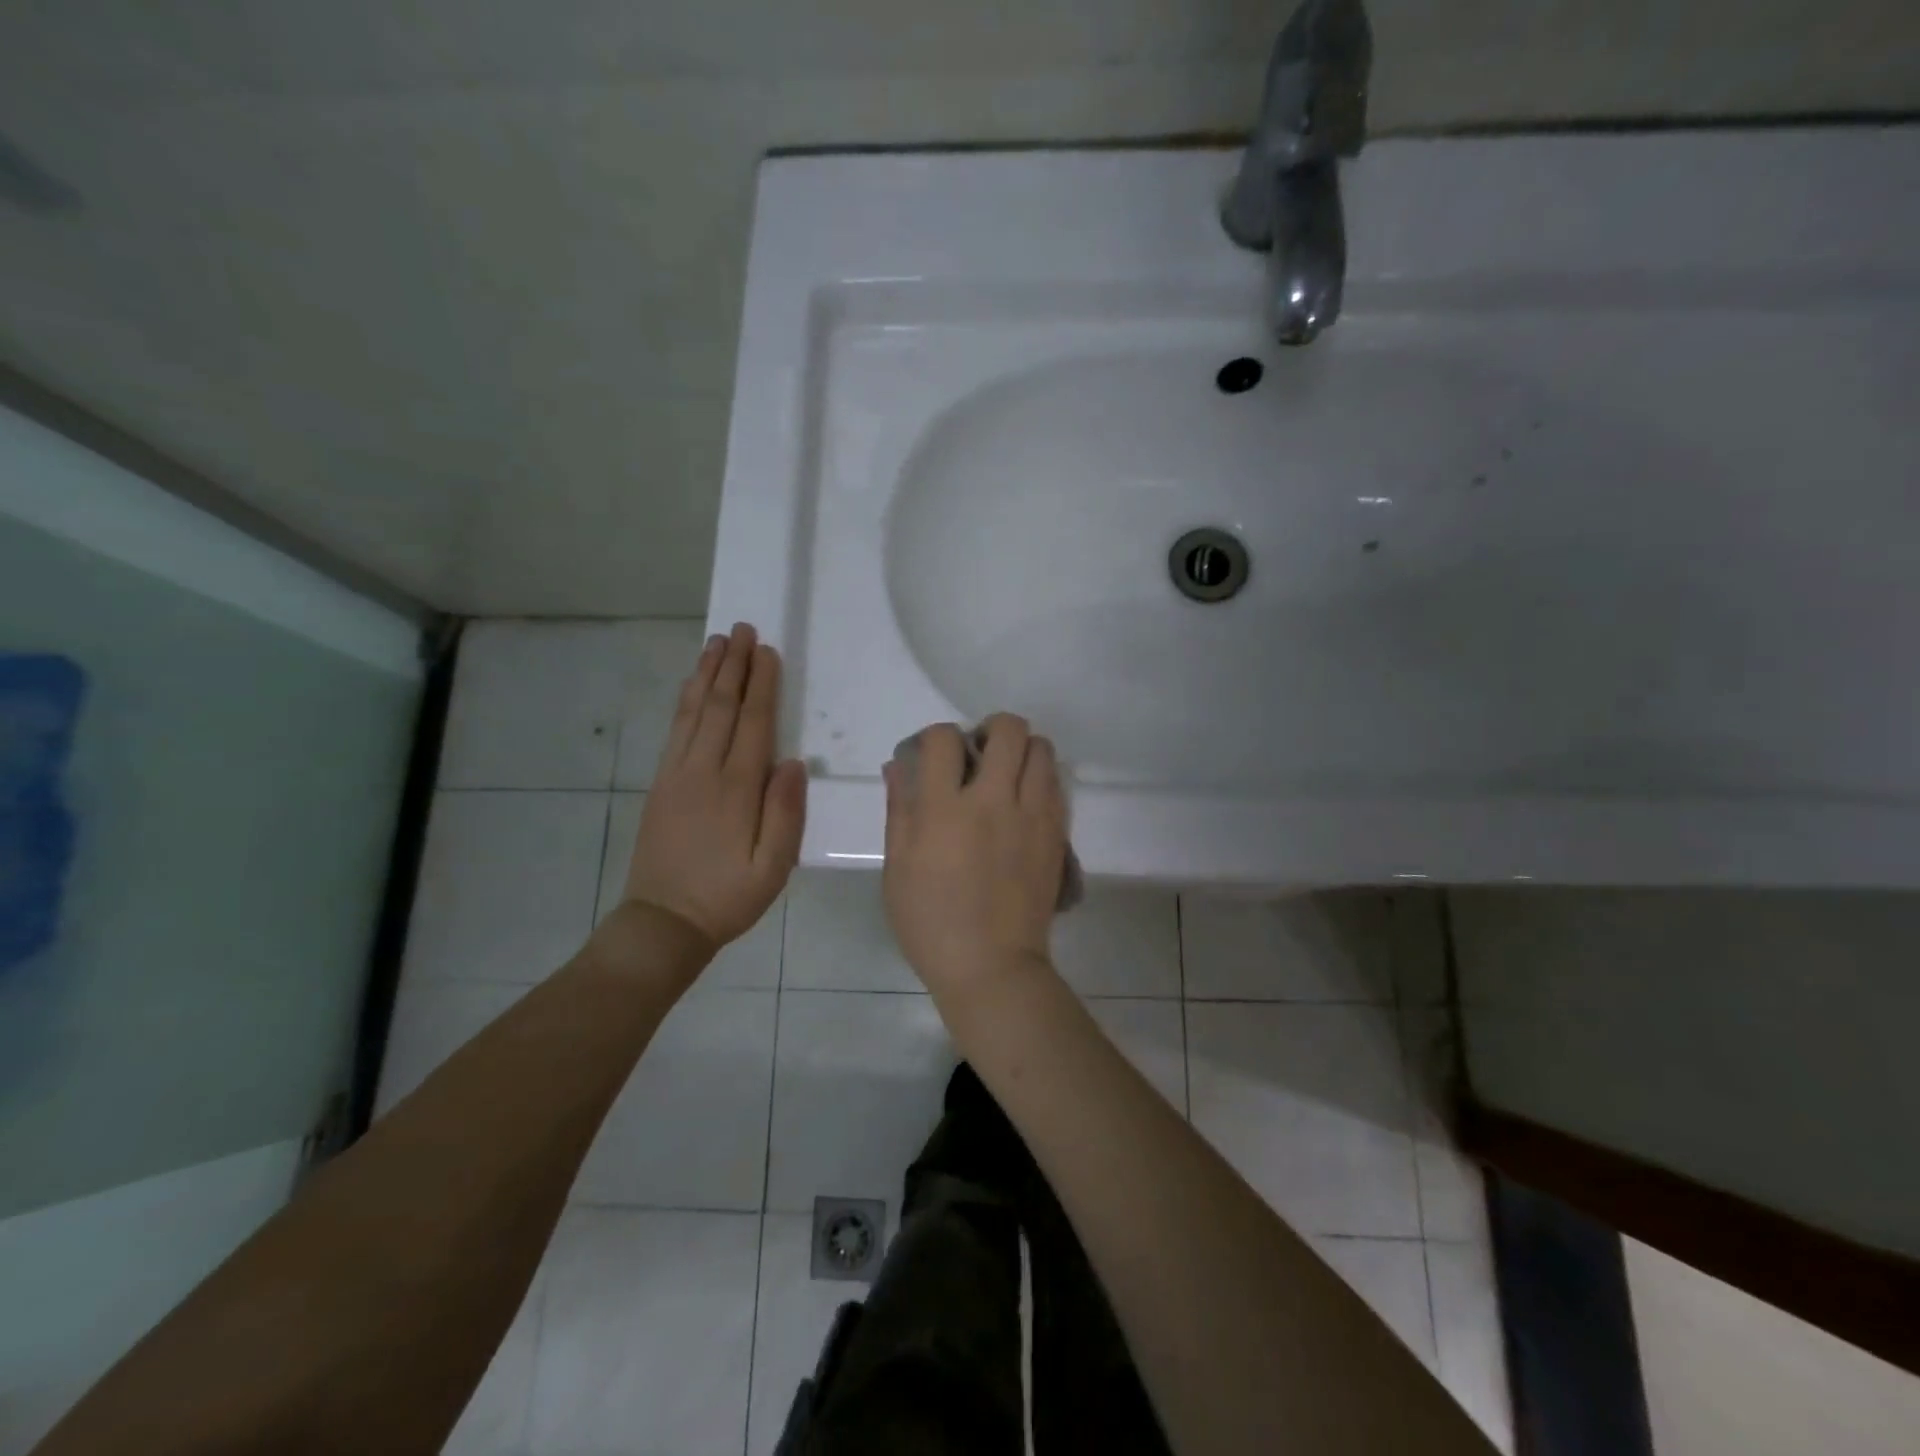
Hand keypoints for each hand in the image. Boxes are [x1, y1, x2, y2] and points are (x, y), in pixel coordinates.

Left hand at [620, 623, 806, 957]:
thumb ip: (785, 814)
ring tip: (717, 642)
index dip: (761, 685)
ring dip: (707, 673)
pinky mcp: (660, 783)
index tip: (768, 651)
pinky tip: (692, 685)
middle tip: (743, 629)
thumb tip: (795, 762)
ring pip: (694, 711)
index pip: (753, 724)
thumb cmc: (728, 897)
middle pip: (721, 707)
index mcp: (737, 789)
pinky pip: (675, 730)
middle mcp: (703, 771)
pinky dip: (685, 700)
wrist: (664, 922)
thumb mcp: (772, 867)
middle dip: (734, 666)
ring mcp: (676, 774)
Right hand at [882, 714, 1066, 998]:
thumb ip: (900, 809)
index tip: (934, 755)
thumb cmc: (931, 922)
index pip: (944, 738)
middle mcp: (994, 801)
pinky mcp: (1056, 834)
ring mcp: (1032, 816)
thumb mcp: (897, 867)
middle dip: (990, 729)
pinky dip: (1040, 779)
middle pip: (1009, 729)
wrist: (991, 966)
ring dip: (1022, 751)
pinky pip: (1056, 784)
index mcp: (945, 810)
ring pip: (1042, 749)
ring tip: (1006, 776)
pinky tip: (1023, 803)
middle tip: (979, 754)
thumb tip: (899, 765)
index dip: (936, 736)